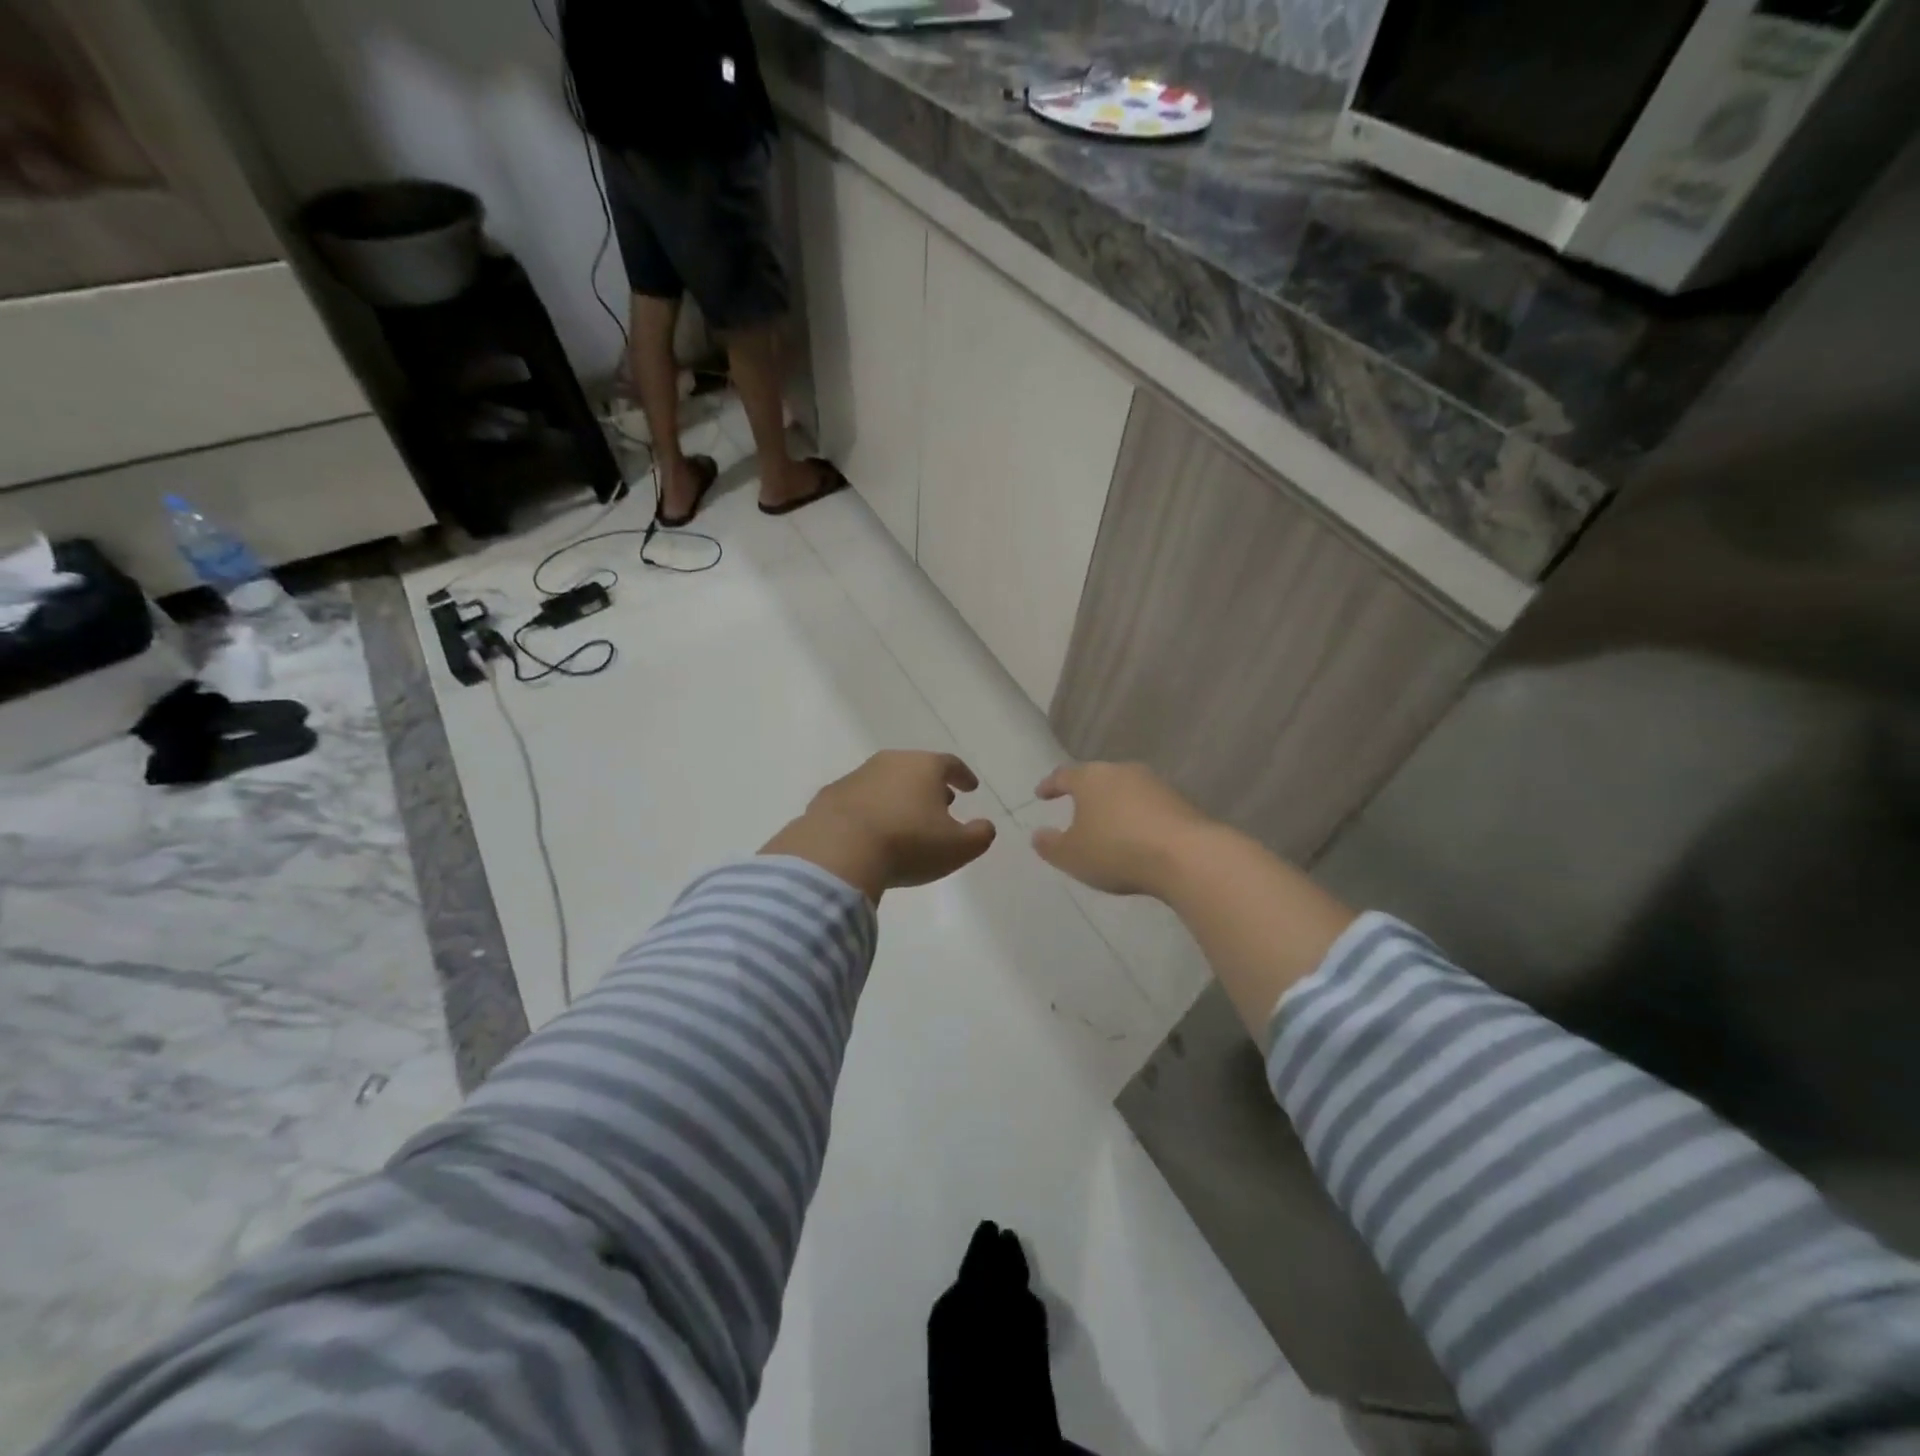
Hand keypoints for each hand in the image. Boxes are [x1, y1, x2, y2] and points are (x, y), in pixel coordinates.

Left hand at [763, 751, 996, 902]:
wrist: (838, 851)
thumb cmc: (908, 844)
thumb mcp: (957, 847)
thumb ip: (979, 835)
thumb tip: (985, 826)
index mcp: (924, 767)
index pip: (951, 764)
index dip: (963, 776)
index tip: (971, 787)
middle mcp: (889, 762)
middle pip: (916, 768)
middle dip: (930, 785)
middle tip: (941, 802)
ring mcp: (856, 776)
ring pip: (885, 781)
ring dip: (898, 796)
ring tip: (905, 818)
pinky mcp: (829, 796)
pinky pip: (859, 800)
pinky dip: (870, 810)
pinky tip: (871, 830)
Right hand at [1030, 762, 1214, 897]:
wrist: (1186, 856)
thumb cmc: (1116, 850)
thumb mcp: (1072, 856)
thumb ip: (1050, 845)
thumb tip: (1038, 834)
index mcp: (1090, 778)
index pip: (1064, 776)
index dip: (1050, 785)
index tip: (1041, 794)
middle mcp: (1121, 771)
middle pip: (1097, 778)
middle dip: (1086, 793)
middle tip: (1076, 807)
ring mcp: (1154, 784)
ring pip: (1125, 790)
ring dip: (1114, 804)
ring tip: (1108, 824)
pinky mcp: (1180, 801)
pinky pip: (1149, 805)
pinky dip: (1138, 817)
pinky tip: (1137, 835)